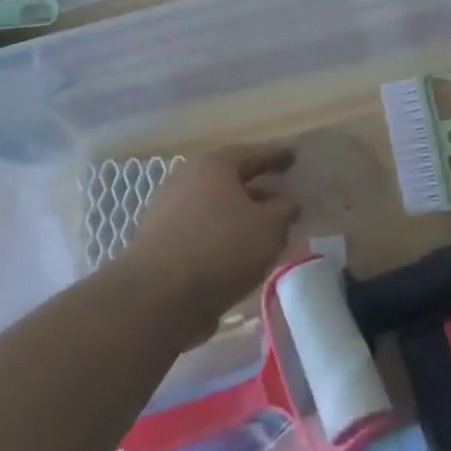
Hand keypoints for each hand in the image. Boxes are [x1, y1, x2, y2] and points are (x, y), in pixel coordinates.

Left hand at [120, 145, 297, 335]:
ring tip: (266, 234)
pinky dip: (223, 239)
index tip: (293, 156)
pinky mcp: (161, 245)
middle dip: (257, 190)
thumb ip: (283, 212)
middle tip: (281, 197)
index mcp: (213, 166)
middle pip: (229, 181)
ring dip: (240, 218)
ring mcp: (169, 213)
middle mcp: (187, 181)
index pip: (251, 153)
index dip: (275, 155)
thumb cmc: (220, 248)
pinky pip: (202, 233)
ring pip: (216, 210)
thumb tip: (287, 203)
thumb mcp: (268, 228)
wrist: (157, 297)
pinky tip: (239, 258)